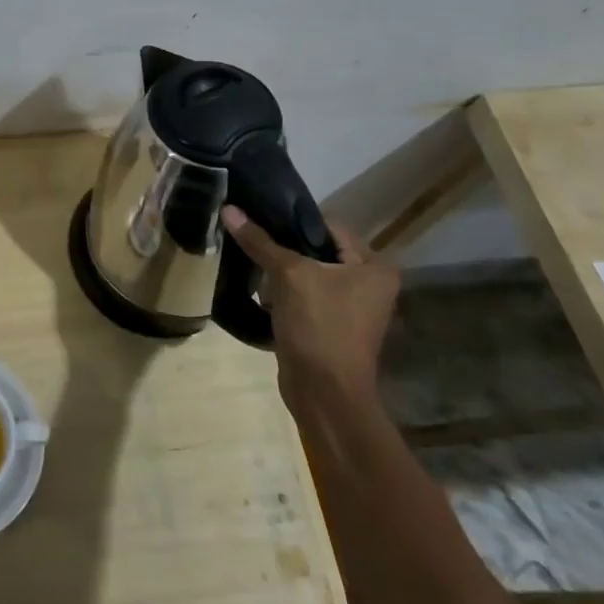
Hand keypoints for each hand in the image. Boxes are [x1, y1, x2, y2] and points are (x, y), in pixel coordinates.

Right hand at [221, 207, 400, 411]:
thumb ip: (260, 241)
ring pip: (308, 275)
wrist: (324, 394)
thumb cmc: (319, 326)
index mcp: (374, 266)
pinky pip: (304, 298)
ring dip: (280, 274)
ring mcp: (352, 309)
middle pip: (317, 251)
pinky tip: (260, 294)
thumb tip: (229, 209)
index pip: (327, 227)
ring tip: (251, 266)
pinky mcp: (332, 327)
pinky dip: (284, 295)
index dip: (292, 221)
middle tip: (250, 240)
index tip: (257, 216)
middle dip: (283, 249)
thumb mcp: (288, 276)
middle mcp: (370, 284)